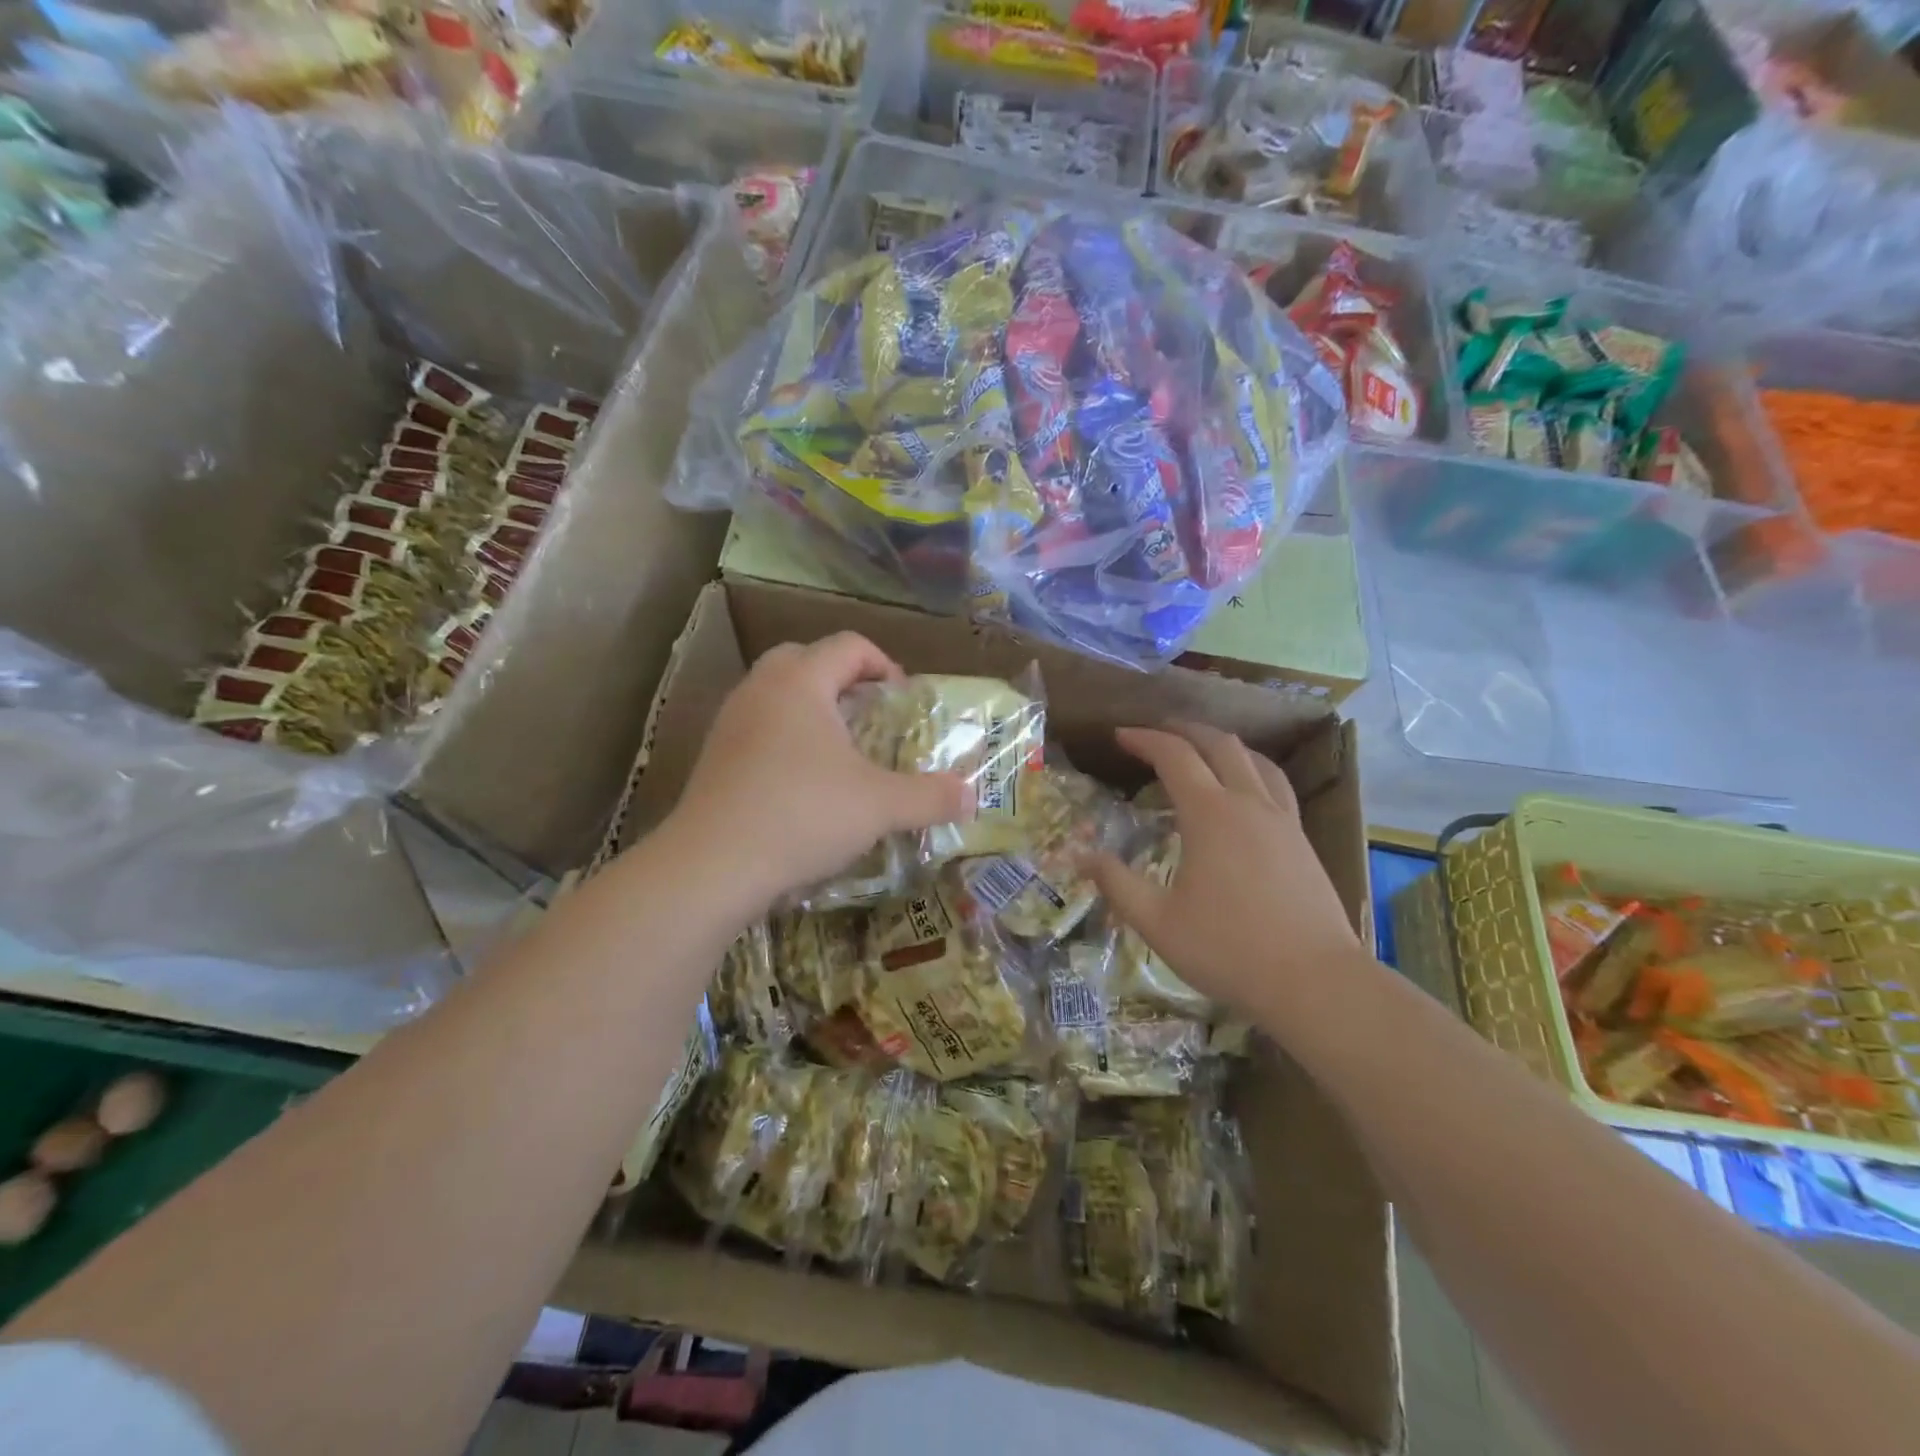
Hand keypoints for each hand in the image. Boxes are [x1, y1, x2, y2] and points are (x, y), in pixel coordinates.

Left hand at [662, 633, 967, 915]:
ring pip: (776, 692)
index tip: (904, 701)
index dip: (885, 665)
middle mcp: (761, 689)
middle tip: (869, 715)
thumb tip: (972, 797)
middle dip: (843, 679)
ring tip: (839, 749)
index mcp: (801, 682)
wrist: (711, 865)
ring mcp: (730, 721)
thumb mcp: (880, 806)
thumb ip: (931, 797)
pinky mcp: (714, 755)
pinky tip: (801, 781)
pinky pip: (757, 726)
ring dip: (811, 708)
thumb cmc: (803, 815)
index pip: (849, 646)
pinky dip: (784, 737)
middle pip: (805, 658)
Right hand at [1088, 725, 1361, 1018]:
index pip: (1174, 756)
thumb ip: (1117, 883)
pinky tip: (1247, 789)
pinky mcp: (1302, 839)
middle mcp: (1248, 803)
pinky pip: (1276, 784)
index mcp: (1210, 814)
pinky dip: (1252, 769)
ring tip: (1202, 749)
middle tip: (1157, 733)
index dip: (1144, 739)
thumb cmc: (1228, 949)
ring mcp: (1282, 819)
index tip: (1120, 736)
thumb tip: (1081, 856)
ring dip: (1223, 744)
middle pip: (1218, 744)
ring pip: (1254, 760)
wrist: (1314, 981)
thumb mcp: (1157, 921)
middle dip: (1184, 731)